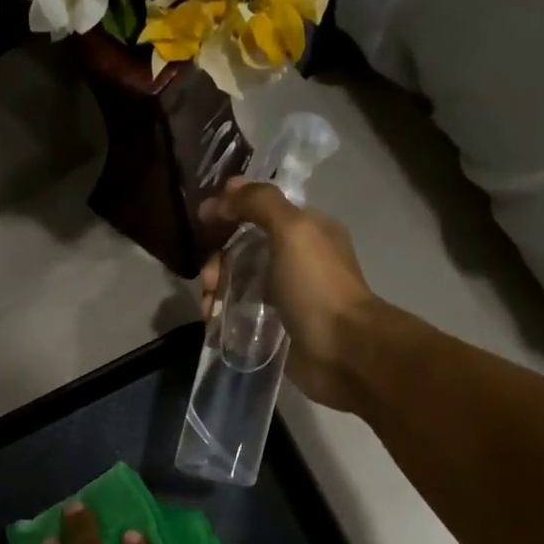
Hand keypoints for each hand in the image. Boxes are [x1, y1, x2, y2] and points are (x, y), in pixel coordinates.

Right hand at [198, 178, 380, 410]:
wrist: (343, 351)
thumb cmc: (317, 286)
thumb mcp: (292, 230)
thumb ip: (259, 203)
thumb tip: (223, 192)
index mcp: (307, 229)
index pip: (259, 209)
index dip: (229, 211)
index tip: (200, 223)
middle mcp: (297, 258)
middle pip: (244, 248)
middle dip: (218, 260)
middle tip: (208, 281)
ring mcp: (287, 294)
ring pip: (240, 282)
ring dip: (217, 290)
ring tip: (208, 310)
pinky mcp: (278, 326)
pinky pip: (242, 312)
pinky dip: (224, 314)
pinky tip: (213, 323)